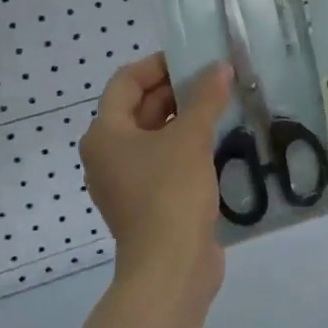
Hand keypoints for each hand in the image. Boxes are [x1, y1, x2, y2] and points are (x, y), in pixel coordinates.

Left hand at [80, 53, 232, 297]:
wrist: (170, 268)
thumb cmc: (170, 193)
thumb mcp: (190, 138)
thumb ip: (205, 98)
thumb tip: (220, 68)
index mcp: (105, 134)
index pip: (127, 81)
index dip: (158, 65)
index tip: (194, 58)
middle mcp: (109, 154)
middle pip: (141, 108)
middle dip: (177, 90)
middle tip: (216, 79)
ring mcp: (127, 180)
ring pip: (156, 135)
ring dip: (186, 118)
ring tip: (222, 104)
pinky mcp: (149, 201)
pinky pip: (165, 160)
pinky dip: (187, 146)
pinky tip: (219, 139)